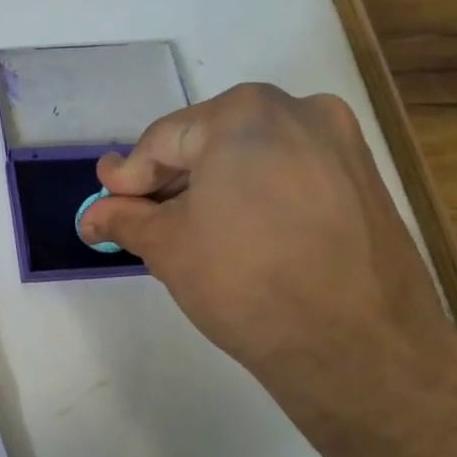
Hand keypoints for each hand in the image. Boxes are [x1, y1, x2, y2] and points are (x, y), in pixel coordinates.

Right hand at [79, 83, 456, 421]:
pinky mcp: (366, 180)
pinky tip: (241, 236)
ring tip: (191, 233)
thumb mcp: (167, 246)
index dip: (129, 177)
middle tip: (144, 220)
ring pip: (253, 157)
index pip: (162, 141)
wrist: (357, 345)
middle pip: (210, 141)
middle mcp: (299, 110)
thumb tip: (90, 215)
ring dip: (214, 188)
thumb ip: (124, 219)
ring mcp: (341, 144)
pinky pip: (291, 175)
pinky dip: (257, 196)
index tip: (108, 206)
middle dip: (172, 181)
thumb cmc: (244, 281)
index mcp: (244, 113)